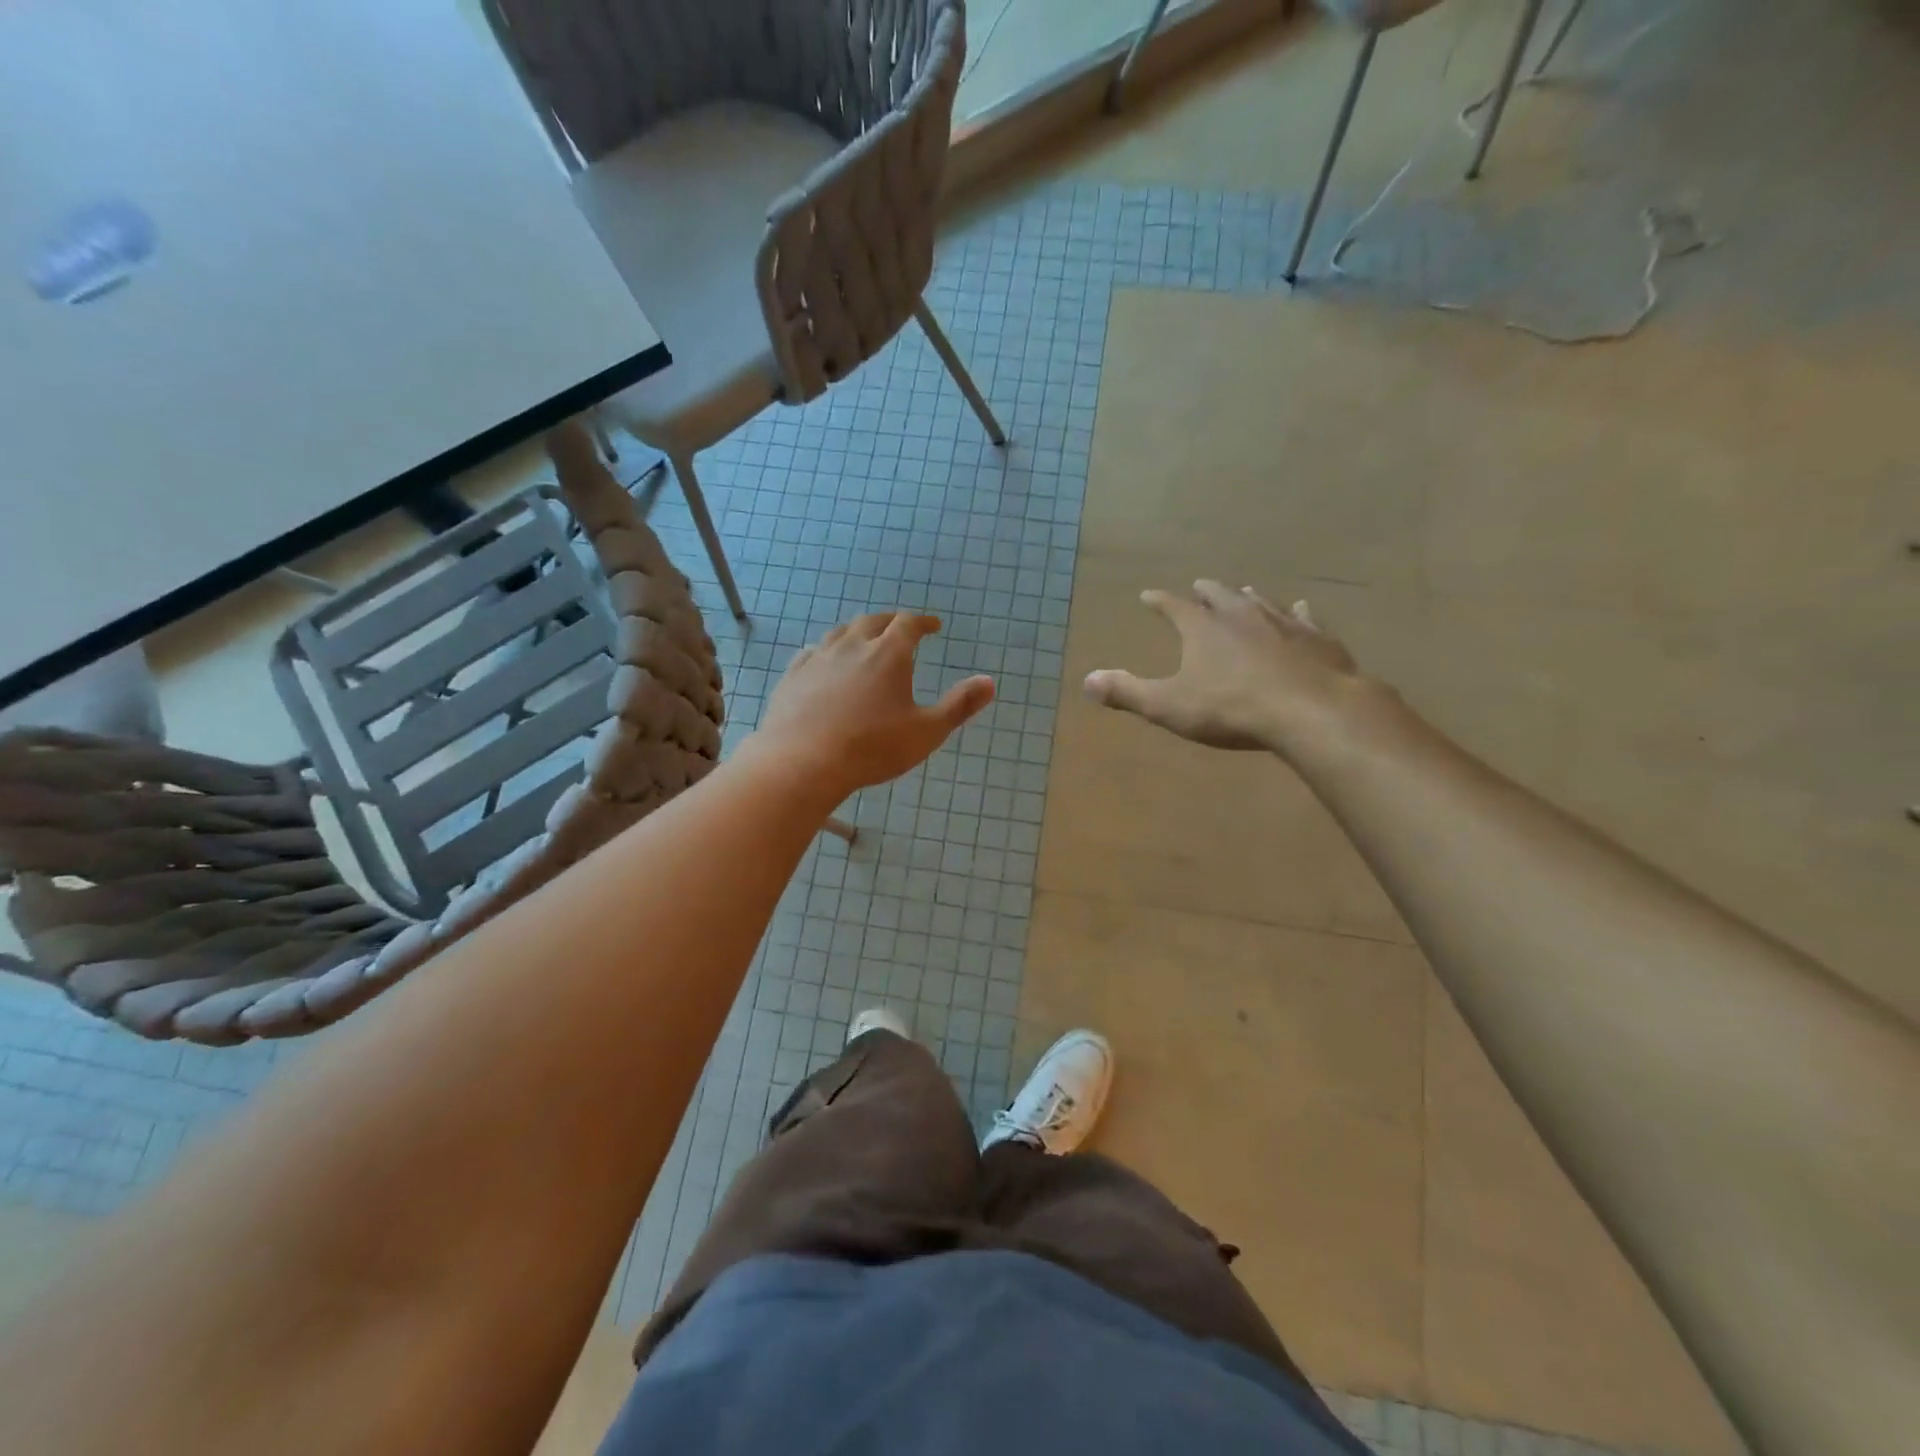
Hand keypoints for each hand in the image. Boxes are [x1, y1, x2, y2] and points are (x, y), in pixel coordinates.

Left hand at [754, 612, 994, 795]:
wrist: (803, 762)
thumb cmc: (872, 747)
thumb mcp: (927, 731)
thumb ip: (959, 705)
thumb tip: (990, 682)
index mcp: (888, 653)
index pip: (909, 623)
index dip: (923, 622)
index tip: (933, 626)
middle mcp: (852, 645)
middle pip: (874, 620)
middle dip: (891, 622)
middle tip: (901, 630)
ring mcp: (818, 658)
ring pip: (841, 632)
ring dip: (858, 632)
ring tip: (865, 642)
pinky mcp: (793, 675)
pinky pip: (812, 652)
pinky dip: (826, 651)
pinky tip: (824, 661)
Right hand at [1084, 580, 1365, 753]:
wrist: (1310, 711)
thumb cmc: (1231, 709)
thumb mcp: (1168, 706)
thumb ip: (1128, 692)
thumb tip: (1086, 680)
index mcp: (1203, 628)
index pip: (1173, 606)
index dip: (1159, 601)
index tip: (1147, 596)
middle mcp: (1241, 615)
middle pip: (1219, 595)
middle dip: (1205, 591)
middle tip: (1198, 585)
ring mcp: (1283, 623)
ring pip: (1260, 602)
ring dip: (1247, 596)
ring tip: (1243, 591)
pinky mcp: (1317, 638)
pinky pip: (1303, 618)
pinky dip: (1297, 612)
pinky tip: (1300, 607)